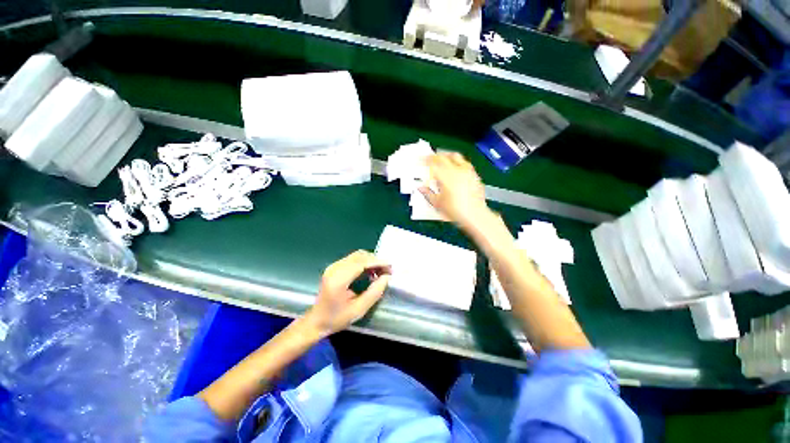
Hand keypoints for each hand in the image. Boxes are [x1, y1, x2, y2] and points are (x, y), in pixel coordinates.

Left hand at [304, 250, 390, 336]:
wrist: (316, 321)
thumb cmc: (337, 318)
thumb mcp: (359, 309)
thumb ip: (374, 292)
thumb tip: (386, 277)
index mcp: (338, 280)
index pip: (361, 263)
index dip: (377, 262)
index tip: (390, 267)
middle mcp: (334, 268)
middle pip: (360, 256)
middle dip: (376, 260)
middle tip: (387, 270)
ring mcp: (333, 266)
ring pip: (357, 255)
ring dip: (371, 260)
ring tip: (381, 271)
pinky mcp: (334, 267)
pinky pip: (353, 259)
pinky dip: (364, 262)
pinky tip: (370, 271)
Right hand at [420, 153, 492, 231]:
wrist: (475, 216)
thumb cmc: (456, 211)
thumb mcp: (437, 203)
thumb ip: (428, 194)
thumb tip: (421, 188)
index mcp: (446, 176)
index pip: (432, 163)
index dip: (424, 160)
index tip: (420, 160)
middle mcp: (457, 170)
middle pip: (443, 156)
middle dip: (434, 156)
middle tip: (429, 158)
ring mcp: (467, 171)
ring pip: (455, 156)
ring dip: (446, 155)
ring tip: (442, 159)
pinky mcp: (474, 175)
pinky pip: (464, 163)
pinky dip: (457, 162)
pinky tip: (455, 167)